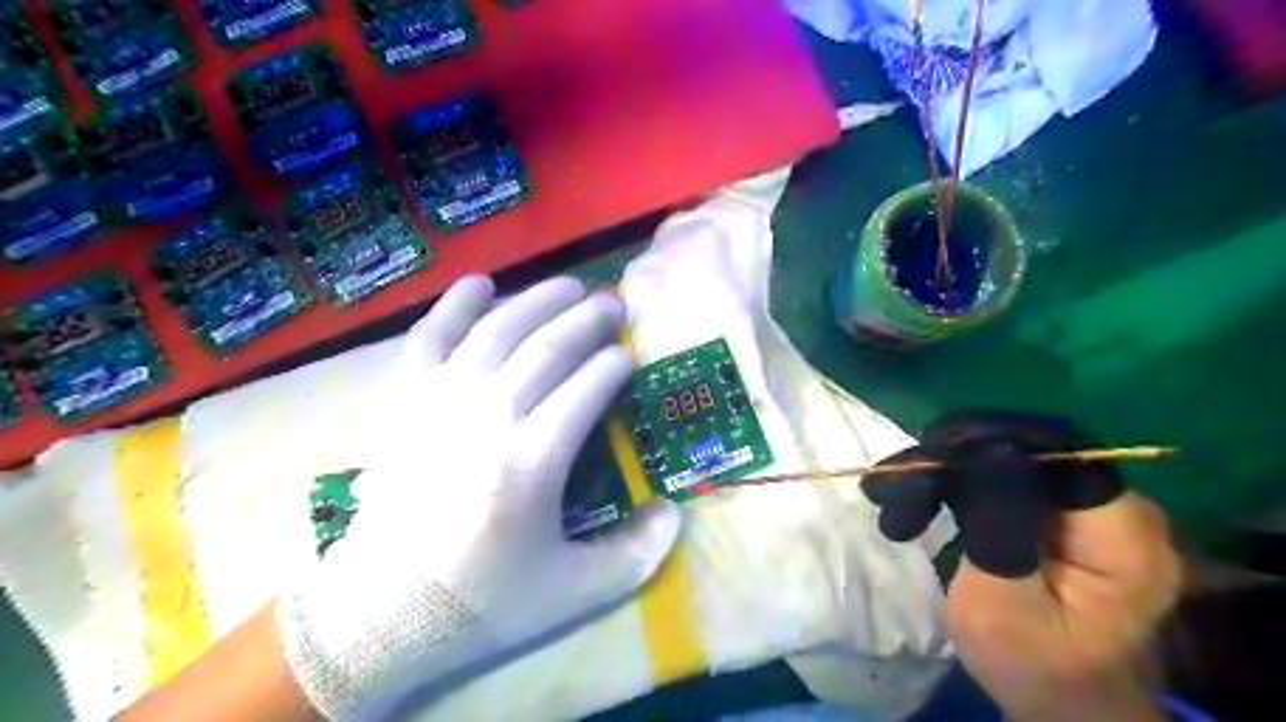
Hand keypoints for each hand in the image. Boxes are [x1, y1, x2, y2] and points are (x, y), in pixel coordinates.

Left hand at [276, 277, 686, 720]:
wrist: (381, 609)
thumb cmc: (483, 598)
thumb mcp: (573, 592)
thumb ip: (636, 555)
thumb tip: (674, 512)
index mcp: (533, 462)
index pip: (586, 389)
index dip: (613, 365)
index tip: (628, 355)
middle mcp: (489, 416)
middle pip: (548, 347)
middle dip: (588, 319)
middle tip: (614, 304)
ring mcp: (441, 400)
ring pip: (498, 329)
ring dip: (539, 300)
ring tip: (570, 285)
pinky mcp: (405, 398)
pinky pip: (430, 335)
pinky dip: (456, 304)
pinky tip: (481, 284)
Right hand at [869, 412, 1177, 720]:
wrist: (1056, 695)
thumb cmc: (1030, 664)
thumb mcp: (1004, 606)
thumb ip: (1000, 529)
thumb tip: (990, 451)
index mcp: (1124, 537)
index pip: (1056, 456)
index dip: (991, 444)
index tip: (929, 456)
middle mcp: (1118, 509)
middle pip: (1028, 451)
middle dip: (955, 460)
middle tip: (895, 483)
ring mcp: (1090, 508)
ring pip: (1008, 458)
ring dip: (947, 472)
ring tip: (896, 498)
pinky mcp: (1062, 512)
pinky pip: (1004, 476)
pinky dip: (957, 484)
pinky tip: (918, 502)